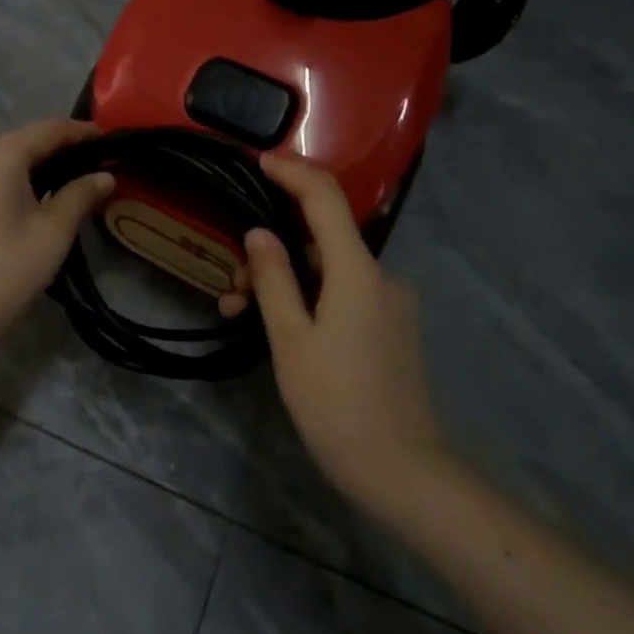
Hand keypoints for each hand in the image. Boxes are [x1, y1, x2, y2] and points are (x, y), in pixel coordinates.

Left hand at [0, 119, 114, 363]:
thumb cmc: (7, 268)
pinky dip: (16, 177)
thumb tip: (105, 175)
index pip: (49, 129)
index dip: (82, 132)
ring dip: (39, 164)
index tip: (110, 141)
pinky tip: (37, 195)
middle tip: (96, 163)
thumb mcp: (54, 230)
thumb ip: (81, 194)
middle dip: (62, 148)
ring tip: (73, 180)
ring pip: (7, 157)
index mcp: (0, 154)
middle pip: (26, 140)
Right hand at [244, 154, 444, 511]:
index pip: (324, 198)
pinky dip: (307, 299)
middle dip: (271, 248)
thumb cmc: (337, 404)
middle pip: (320, 239)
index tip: (257, 162)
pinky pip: (342, 295)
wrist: (403, 471)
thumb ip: (273, 280)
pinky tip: (278, 328)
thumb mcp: (291, 340)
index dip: (292, 172)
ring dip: (284, 281)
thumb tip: (259, 233)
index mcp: (357, 272)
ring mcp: (388, 304)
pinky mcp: (388, 328)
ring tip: (240, 314)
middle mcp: (380, 277)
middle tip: (229, 286)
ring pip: (327, 271)